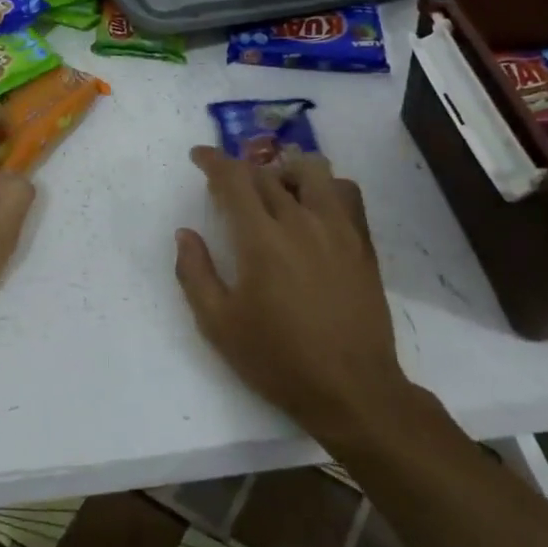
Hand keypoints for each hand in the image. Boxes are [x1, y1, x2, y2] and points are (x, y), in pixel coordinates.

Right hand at [174, 147, 411, 449]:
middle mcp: (300, 221)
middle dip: (241, 172)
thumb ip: (195, 273)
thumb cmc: (279, 359)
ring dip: (285, 171)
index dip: (213, 160)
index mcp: (261, 239)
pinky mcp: (362, 243)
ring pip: (311, 171)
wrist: (353, 390)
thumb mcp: (220, 325)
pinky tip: (315, 207)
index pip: (233, 178)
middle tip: (228, 188)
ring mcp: (337, 228)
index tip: (198, 156)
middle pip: (267, 173)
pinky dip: (326, 187)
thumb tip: (184, 234)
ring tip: (274, 190)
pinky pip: (346, 192)